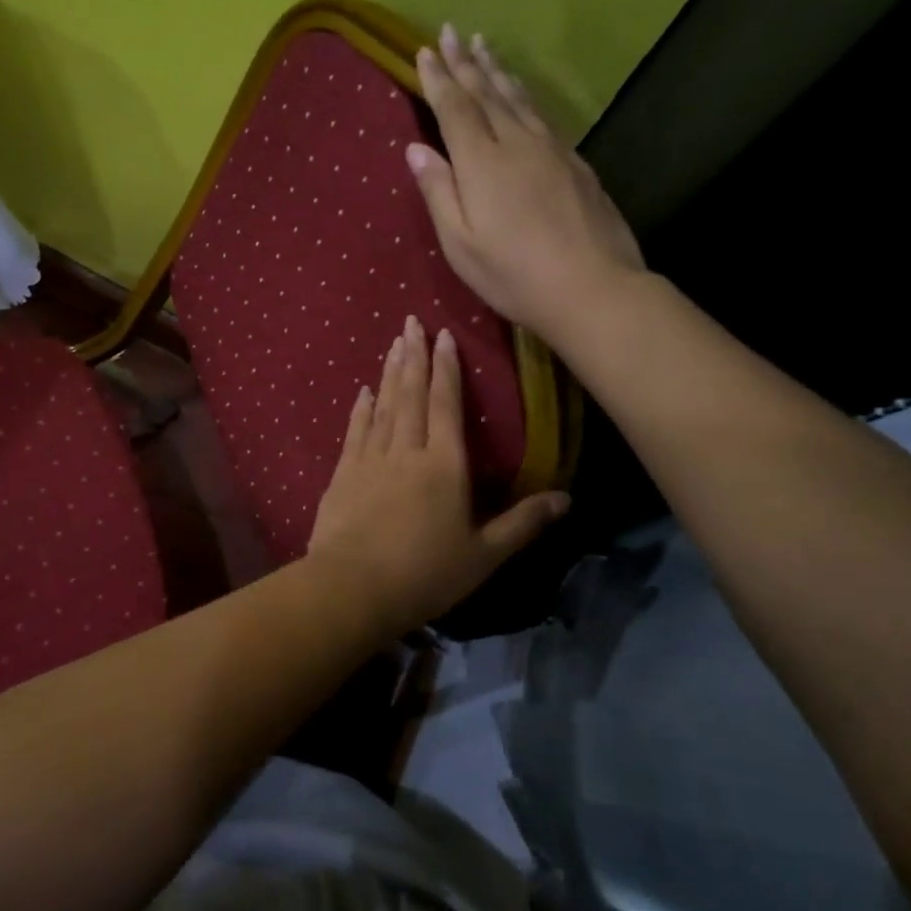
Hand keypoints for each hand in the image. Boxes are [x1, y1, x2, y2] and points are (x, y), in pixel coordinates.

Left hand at [307, 314, 568, 633]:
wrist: (352, 588)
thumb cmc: (425, 574)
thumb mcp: (483, 555)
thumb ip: (522, 523)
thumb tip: (566, 498)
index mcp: (444, 466)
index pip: (446, 405)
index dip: (446, 369)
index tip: (444, 336)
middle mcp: (407, 451)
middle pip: (411, 395)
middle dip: (413, 356)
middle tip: (411, 322)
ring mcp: (370, 459)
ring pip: (383, 406)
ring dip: (389, 373)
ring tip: (393, 344)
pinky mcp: (343, 474)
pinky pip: (355, 431)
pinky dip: (360, 408)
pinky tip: (362, 392)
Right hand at [410, 24, 645, 348]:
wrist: (594, 287)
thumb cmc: (514, 275)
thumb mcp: (461, 244)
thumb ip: (439, 192)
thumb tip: (416, 148)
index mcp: (482, 162)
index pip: (455, 108)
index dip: (438, 79)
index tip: (425, 50)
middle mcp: (517, 143)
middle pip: (487, 93)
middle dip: (465, 62)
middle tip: (451, 32)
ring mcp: (551, 149)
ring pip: (518, 98)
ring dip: (497, 70)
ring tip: (484, 46)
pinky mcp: (576, 162)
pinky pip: (541, 114)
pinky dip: (524, 94)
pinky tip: (521, 93)